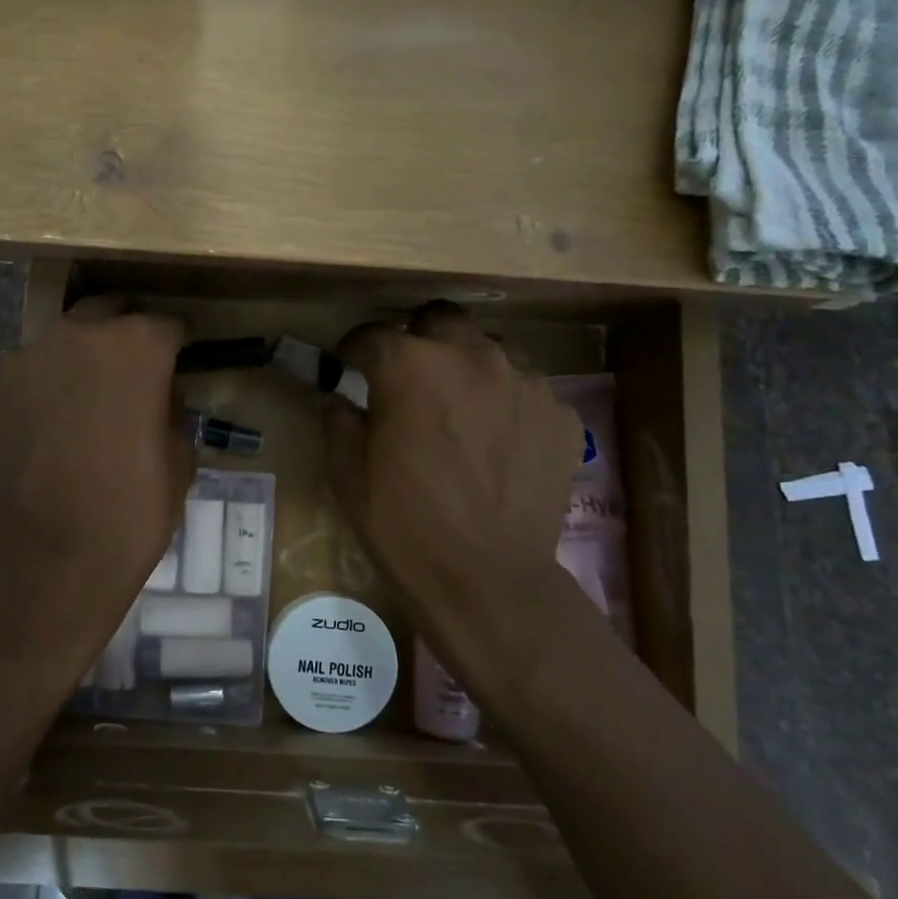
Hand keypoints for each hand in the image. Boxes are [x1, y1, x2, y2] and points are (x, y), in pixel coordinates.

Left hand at [0, 296, 192, 644]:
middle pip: (110, 313)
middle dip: (128, 334)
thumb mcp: (180, 462)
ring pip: (66, 338)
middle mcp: (80, 336)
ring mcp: (29, 359)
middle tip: (138, 372)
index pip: (167, 325)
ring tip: (93, 398)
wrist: (45, 560)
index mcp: (136, 346)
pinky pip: (34, 371)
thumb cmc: (130, 512)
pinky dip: (51, 383)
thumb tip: (159, 400)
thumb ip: (172, 413)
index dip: (178, 345)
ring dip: (85, 356)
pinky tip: (57, 423)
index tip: (182, 363)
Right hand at [323, 302, 596, 694]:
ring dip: (465, 366)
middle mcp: (471, 355)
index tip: (347, 365)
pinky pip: (525, 389)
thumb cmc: (404, 524)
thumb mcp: (347, 473)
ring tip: (457, 406)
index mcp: (410, 364)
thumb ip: (338, 420)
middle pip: (439, 319)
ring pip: (488, 349)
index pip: (372, 335)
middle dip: (417, 339)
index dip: (353, 349)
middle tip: (407, 377)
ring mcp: (524, 381)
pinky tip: (497, 439)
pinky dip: (505, 402)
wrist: (488, 579)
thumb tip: (338, 398)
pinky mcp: (560, 413)